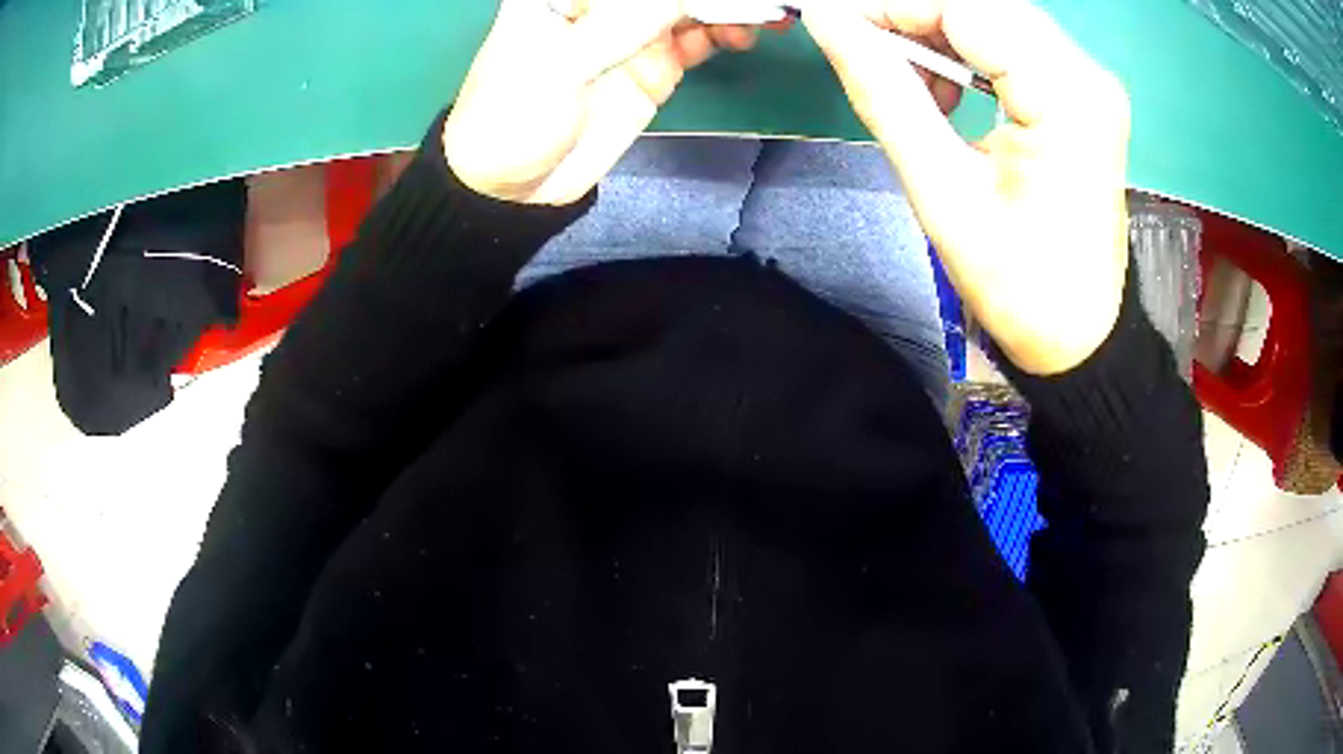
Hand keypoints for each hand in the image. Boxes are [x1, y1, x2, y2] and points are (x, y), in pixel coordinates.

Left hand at [444, 0, 760, 206]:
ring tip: (766, 13)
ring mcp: (631, 33)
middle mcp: (601, 5)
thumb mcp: (560, 66)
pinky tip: (744, 35)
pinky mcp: (653, 66)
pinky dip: (726, 33)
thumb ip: (623, 24)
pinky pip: (699, 39)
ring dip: (727, 7)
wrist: (514, 188)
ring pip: (689, 7)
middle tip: (757, 0)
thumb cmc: (512, 119)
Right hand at [804, 0, 1130, 374]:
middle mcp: (1086, 75)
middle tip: (862, 50)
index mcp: (1064, 97)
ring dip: (938, 35)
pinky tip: (948, 93)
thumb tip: (828, 22)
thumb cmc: (1018, 284)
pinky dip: (967, 55)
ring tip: (907, 84)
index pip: (965, 8)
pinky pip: (1013, 46)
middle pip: (983, 7)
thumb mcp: (943, 192)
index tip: (835, 24)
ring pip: (995, 20)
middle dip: (912, 18)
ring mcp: (1089, 84)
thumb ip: (885, 94)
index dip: (892, 6)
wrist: (1078, 337)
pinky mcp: (1082, 96)